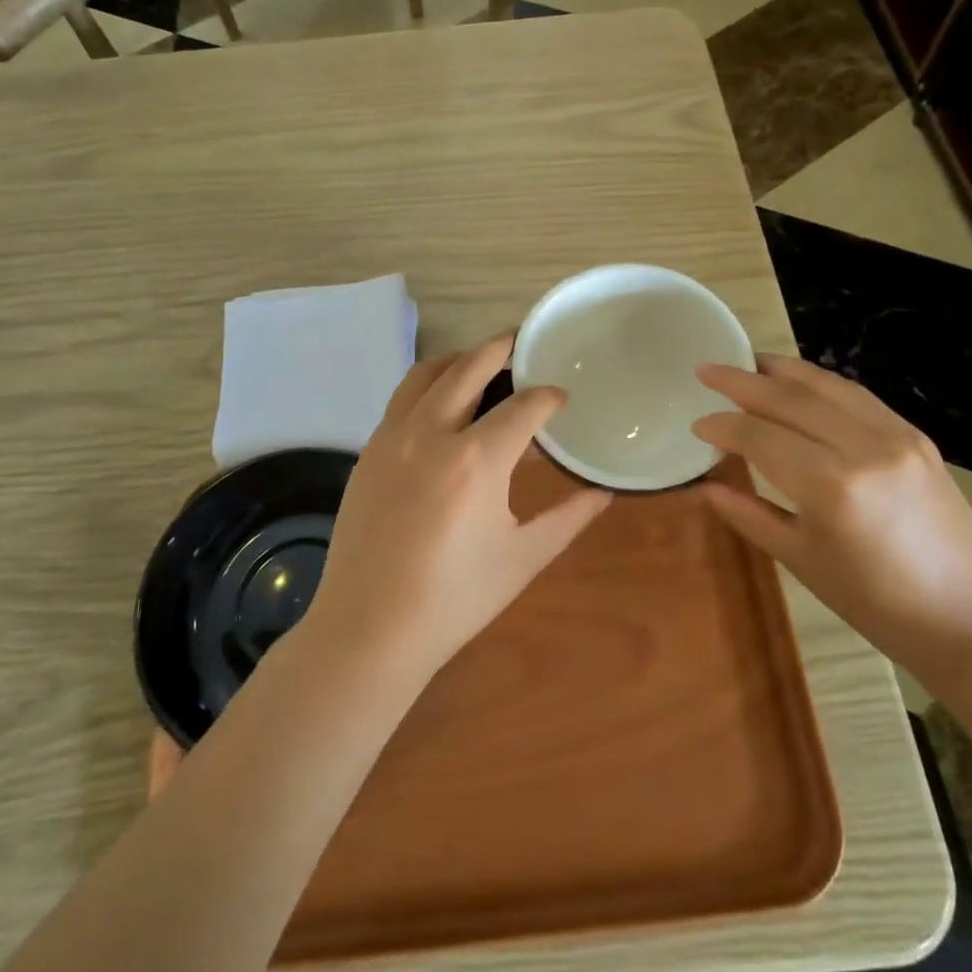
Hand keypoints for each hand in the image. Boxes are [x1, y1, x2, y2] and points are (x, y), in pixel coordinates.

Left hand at [302, 333, 612, 682]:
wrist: (370, 628)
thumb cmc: (456, 599)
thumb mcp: (523, 557)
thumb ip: (568, 517)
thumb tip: (603, 492)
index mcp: (476, 460)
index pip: (523, 407)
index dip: (548, 397)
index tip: (561, 398)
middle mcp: (431, 433)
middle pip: (469, 367)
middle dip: (501, 349)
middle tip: (522, 343)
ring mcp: (391, 438)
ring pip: (426, 374)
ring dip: (458, 359)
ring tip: (480, 362)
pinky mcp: (368, 452)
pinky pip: (400, 399)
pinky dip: (427, 386)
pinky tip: (441, 405)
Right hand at [692, 354, 971, 694]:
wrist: (963, 617)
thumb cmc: (871, 601)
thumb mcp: (799, 560)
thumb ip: (748, 514)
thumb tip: (704, 486)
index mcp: (831, 486)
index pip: (760, 436)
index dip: (723, 426)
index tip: (697, 423)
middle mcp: (865, 448)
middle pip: (791, 399)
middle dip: (742, 381)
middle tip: (707, 370)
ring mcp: (897, 437)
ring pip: (828, 386)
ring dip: (782, 370)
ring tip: (748, 361)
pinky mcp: (917, 437)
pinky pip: (859, 397)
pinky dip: (822, 383)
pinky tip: (800, 383)